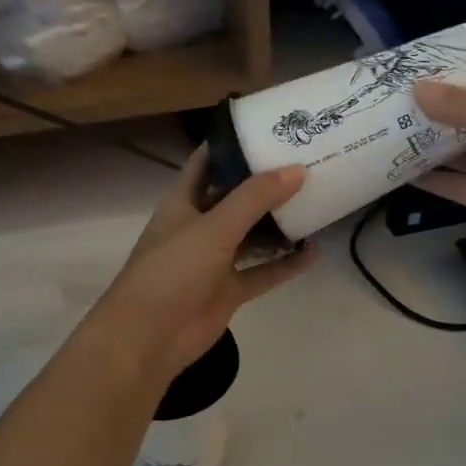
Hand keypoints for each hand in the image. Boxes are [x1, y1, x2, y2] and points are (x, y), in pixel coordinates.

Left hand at [91, 149, 315, 382]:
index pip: (207, 162)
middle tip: (306, 162)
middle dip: (266, 183)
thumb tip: (298, 169)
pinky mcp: (229, 290)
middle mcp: (199, 226)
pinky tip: (314, 252)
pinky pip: (263, 272)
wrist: (148, 338)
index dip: (233, 144)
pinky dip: (286, 264)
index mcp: (183, 202)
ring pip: (253, 235)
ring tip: (316, 202)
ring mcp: (215, 261)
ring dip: (279, 223)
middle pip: (236, 197)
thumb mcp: (213, 227)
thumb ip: (255, 198)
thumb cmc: (171, 271)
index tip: (269, 127)